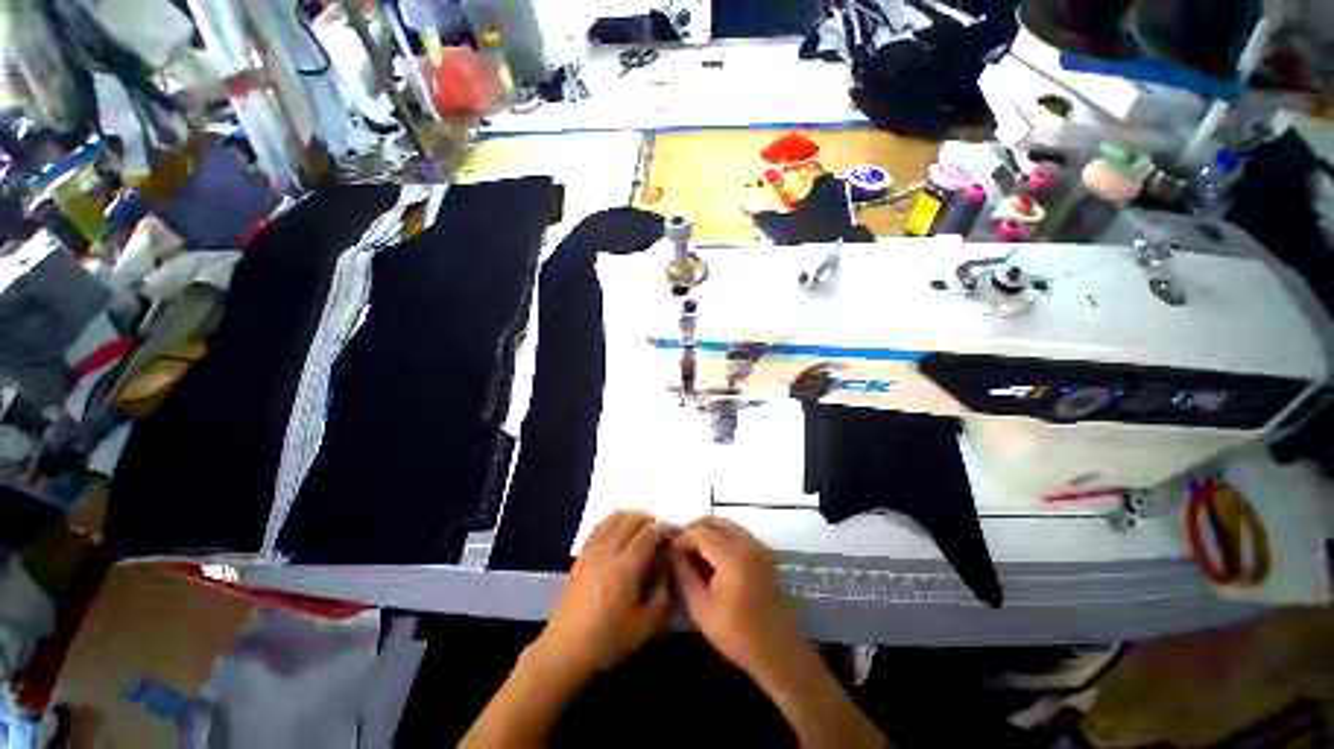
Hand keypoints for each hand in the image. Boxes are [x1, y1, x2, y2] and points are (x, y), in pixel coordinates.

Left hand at [531, 510, 674, 681]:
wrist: (564, 650)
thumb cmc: (607, 640)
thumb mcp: (645, 625)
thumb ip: (662, 593)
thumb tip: (668, 568)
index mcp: (625, 568)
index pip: (648, 534)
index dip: (664, 528)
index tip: (674, 531)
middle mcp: (608, 552)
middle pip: (631, 519)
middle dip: (649, 519)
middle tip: (660, 529)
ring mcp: (592, 551)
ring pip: (613, 518)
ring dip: (631, 516)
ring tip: (642, 526)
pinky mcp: (581, 555)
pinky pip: (600, 527)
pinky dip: (614, 521)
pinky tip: (620, 531)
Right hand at [670, 516, 803, 681]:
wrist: (778, 650)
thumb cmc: (736, 634)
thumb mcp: (700, 608)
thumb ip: (684, 574)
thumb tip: (674, 552)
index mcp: (732, 556)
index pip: (699, 533)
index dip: (682, 539)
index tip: (670, 551)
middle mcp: (746, 543)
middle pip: (714, 522)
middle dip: (693, 529)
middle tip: (679, 546)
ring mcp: (758, 545)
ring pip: (726, 524)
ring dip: (708, 530)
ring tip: (693, 548)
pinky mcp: (764, 552)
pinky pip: (738, 532)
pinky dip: (722, 535)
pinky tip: (712, 554)